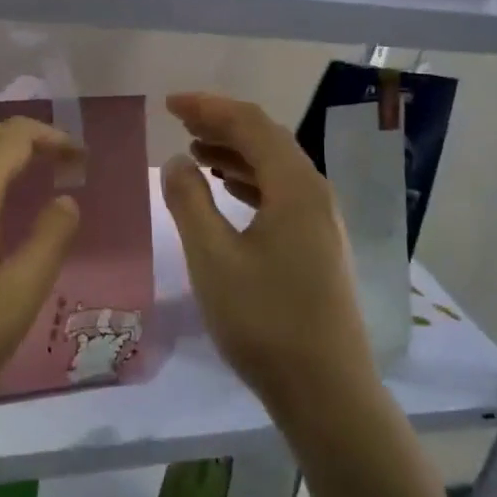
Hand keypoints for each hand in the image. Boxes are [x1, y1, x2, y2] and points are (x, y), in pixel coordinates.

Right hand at [160, 92, 376, 419]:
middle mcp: (315, 193)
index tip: (170, 104)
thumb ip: (189, 202)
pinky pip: (282, 194)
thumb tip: (176, 160)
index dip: (209, 107)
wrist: (327, 392)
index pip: (251, 124)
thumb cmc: (264, 321)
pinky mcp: (320, 245)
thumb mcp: (212, 258)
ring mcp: (323, 220)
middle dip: (222, 124)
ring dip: (236, 153)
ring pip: (276, 167)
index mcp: (295, 186)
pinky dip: (250, 182)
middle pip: (268, 139)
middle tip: (179, 121)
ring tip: (195, 152)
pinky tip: (228, 193)